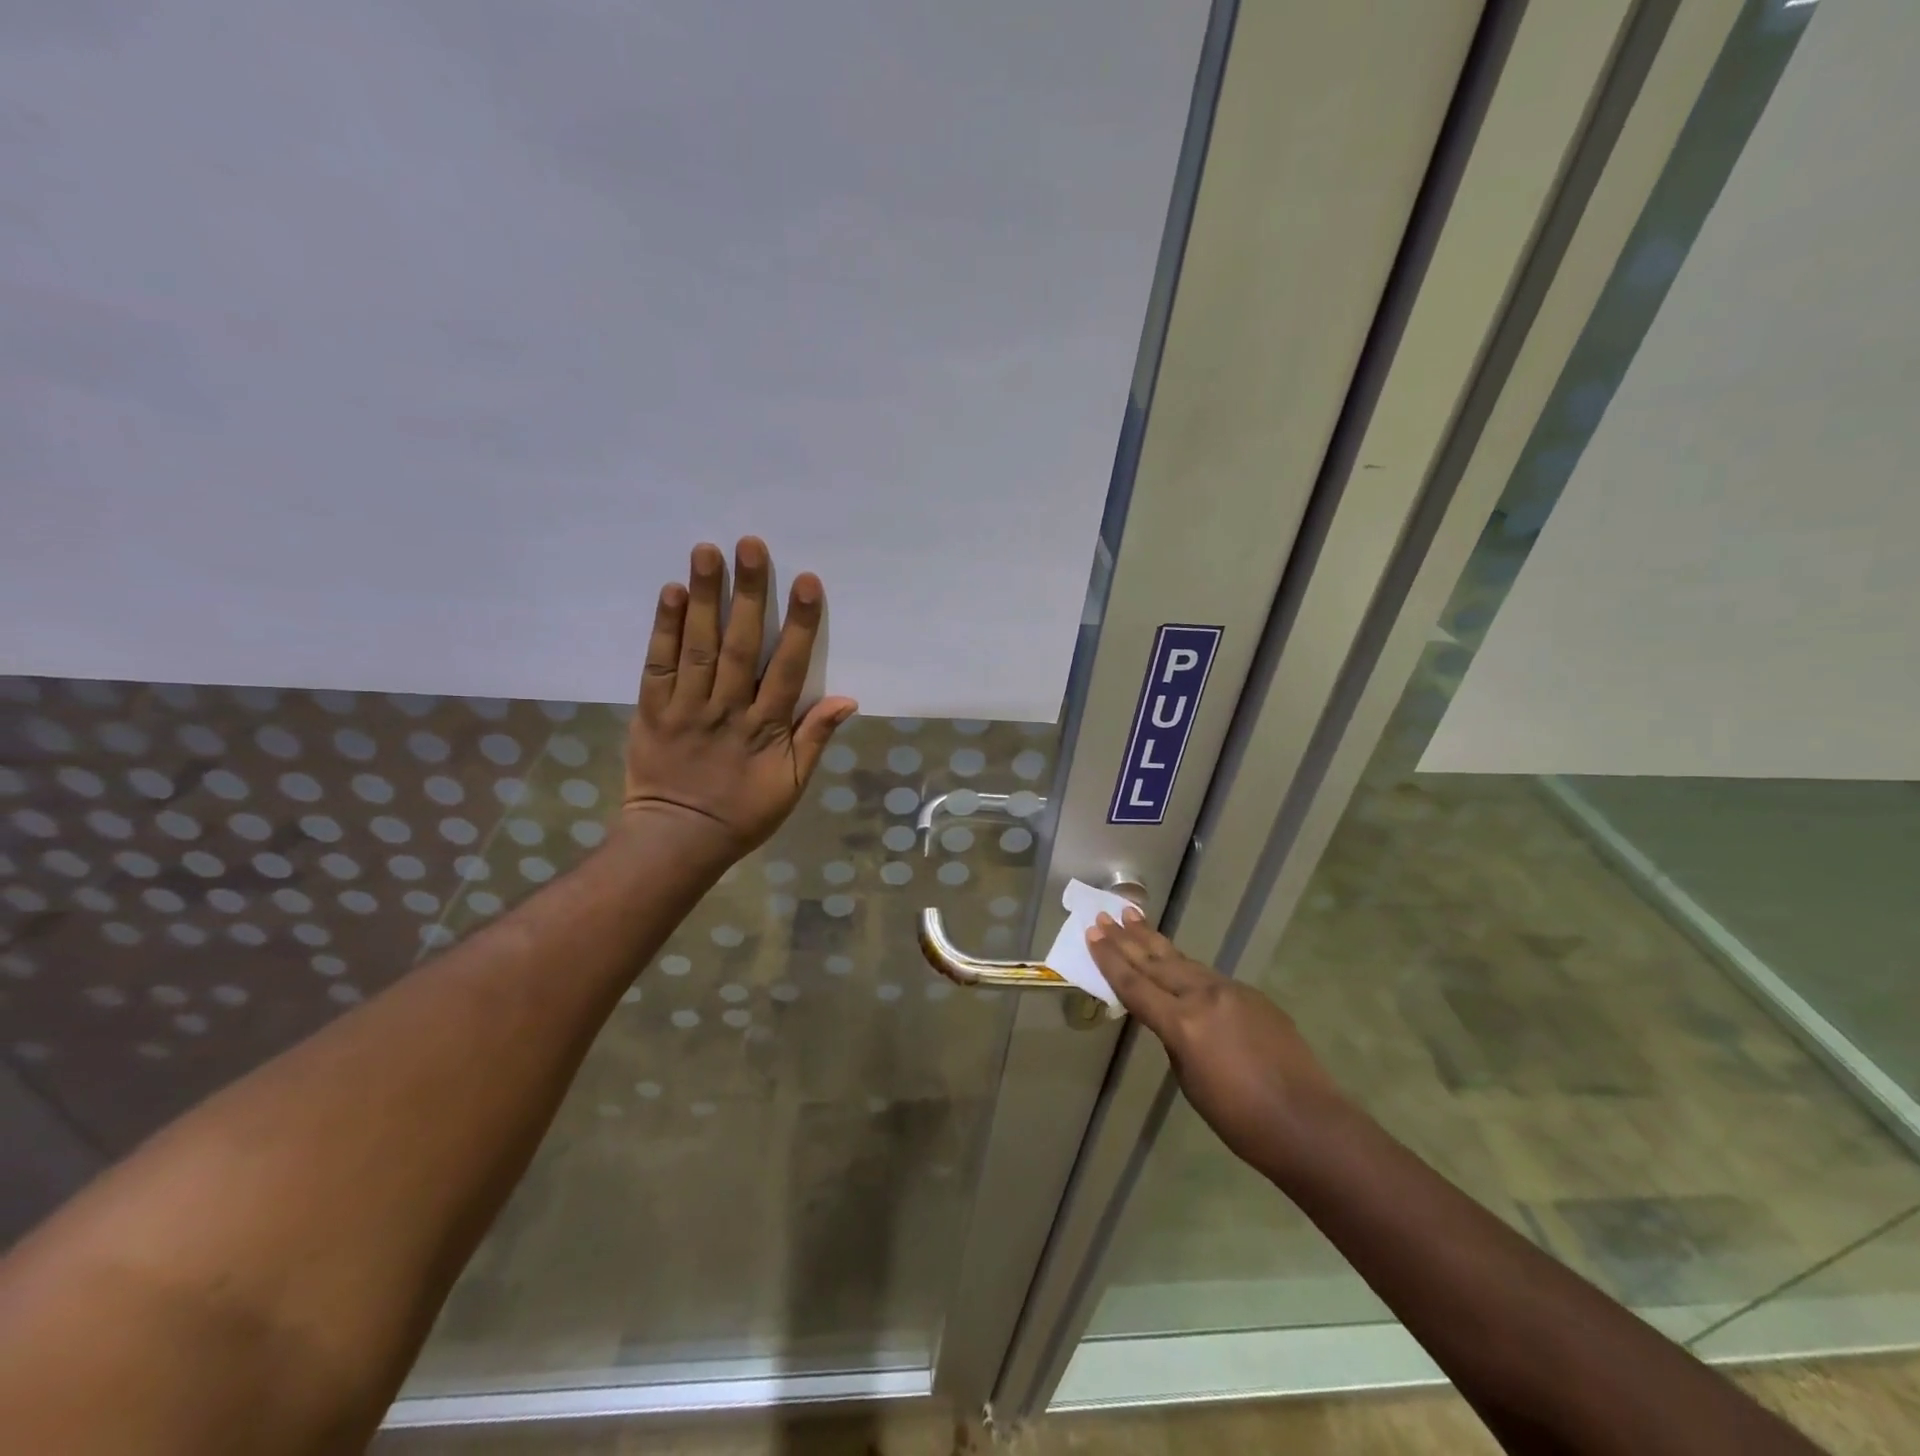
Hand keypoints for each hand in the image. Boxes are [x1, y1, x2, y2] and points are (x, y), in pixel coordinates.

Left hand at [622, 537, 857, 861]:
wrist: (677, 840)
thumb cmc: (743, 814)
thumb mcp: (792, 786)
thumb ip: (815, 739)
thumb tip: (847, 699)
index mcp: (766, 729)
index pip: (787, 668)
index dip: (798, 625)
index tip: (806, 581)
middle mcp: (727, 710)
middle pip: (740, 645)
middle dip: (747, 594)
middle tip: (751, 544)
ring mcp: (686, 708)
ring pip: (698, 646)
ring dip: (705, 597)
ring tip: (708, 550)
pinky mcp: (652, 710)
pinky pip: (658, 664)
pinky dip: (664, 628)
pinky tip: (672, 591)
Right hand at [1086, 908, 1346, 1173]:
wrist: (1310, 1124)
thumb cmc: (1241, 1120)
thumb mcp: (1191, 1082)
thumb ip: (1175, 1041)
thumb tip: (1173, 1019)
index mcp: (1183, 1024)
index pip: (1135, 985)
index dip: (1109, 960)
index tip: (1092, 934)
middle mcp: (1204, 997)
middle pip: (1156, 962)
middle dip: (1127, 939)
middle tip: (1105, 915)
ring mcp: (1232, 991)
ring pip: (1183, 961)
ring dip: (1155, 941)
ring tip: (1132, 916)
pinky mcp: (1253, 996)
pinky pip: (1210, 977)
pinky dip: (1186, 966)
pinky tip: (1177, 963)